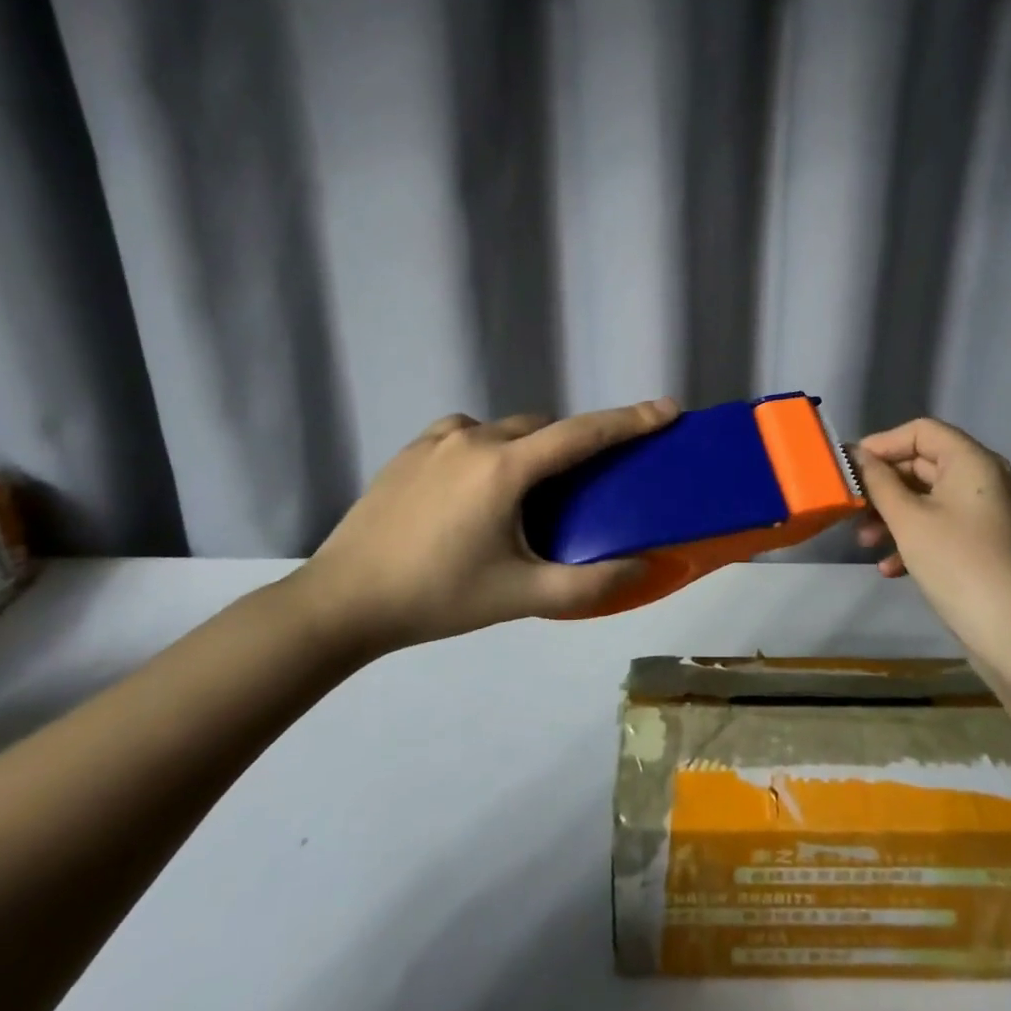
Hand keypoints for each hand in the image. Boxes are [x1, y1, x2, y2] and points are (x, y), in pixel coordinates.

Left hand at [284, 399, 679, 657]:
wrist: (342, 601)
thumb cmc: (437, 598)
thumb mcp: (521, 595)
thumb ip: (590, 583)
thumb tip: (644, 567)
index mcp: (504, 468)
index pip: (582, 434)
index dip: (630, 420)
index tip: (667, 409)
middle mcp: (473, 438)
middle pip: (543, 427)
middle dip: (573, 444)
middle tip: (585, 482)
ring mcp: (436, 439)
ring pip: (503, 429)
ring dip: (528, 447)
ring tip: (527, 492)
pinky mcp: (410, 450)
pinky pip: (466, 434)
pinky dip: (488, 448)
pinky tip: (477, 486)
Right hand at [852, 418, 1010, 657]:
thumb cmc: (958, 564)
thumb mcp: (908, 519)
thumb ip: (877, 482)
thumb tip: (855, 455)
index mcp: (972, 461)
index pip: (921, 431)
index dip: (882, 443)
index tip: (849, 468)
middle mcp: (984, 479)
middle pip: (922, 464)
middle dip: (883, 485)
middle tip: (851, 508)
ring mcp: (985, 514)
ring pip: (927, 499)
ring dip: (892, 516)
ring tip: (865, 543)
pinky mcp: (983, 545)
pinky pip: (940, 526)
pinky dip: (912, 539)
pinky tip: (890, 568)